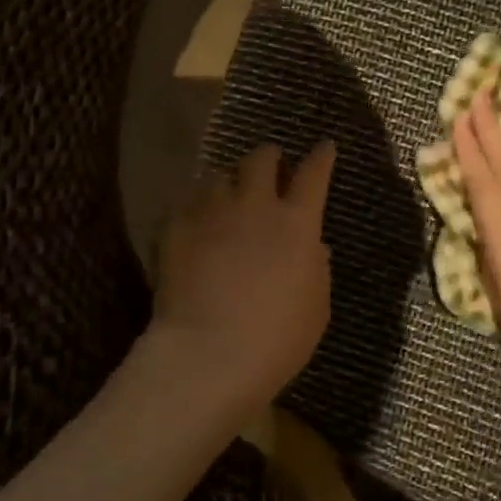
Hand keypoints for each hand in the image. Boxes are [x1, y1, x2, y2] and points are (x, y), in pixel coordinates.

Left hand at [151, 141, 336, 407]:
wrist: (209, 353)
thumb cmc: (277, 338)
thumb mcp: (316, 307)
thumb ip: (316, 269)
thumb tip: (311, 246)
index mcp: (297, 223)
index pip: (314, 174)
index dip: (321, 157)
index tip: (325, 147)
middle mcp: (255, 205)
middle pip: (261, 159)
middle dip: (269, 157)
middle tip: (270, 165)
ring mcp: (211, 212)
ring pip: (219, 175)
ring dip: (229, 180)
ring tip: (228, 194)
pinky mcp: (175, 226)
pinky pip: (187, 201)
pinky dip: (197, 205)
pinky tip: (197, 221)